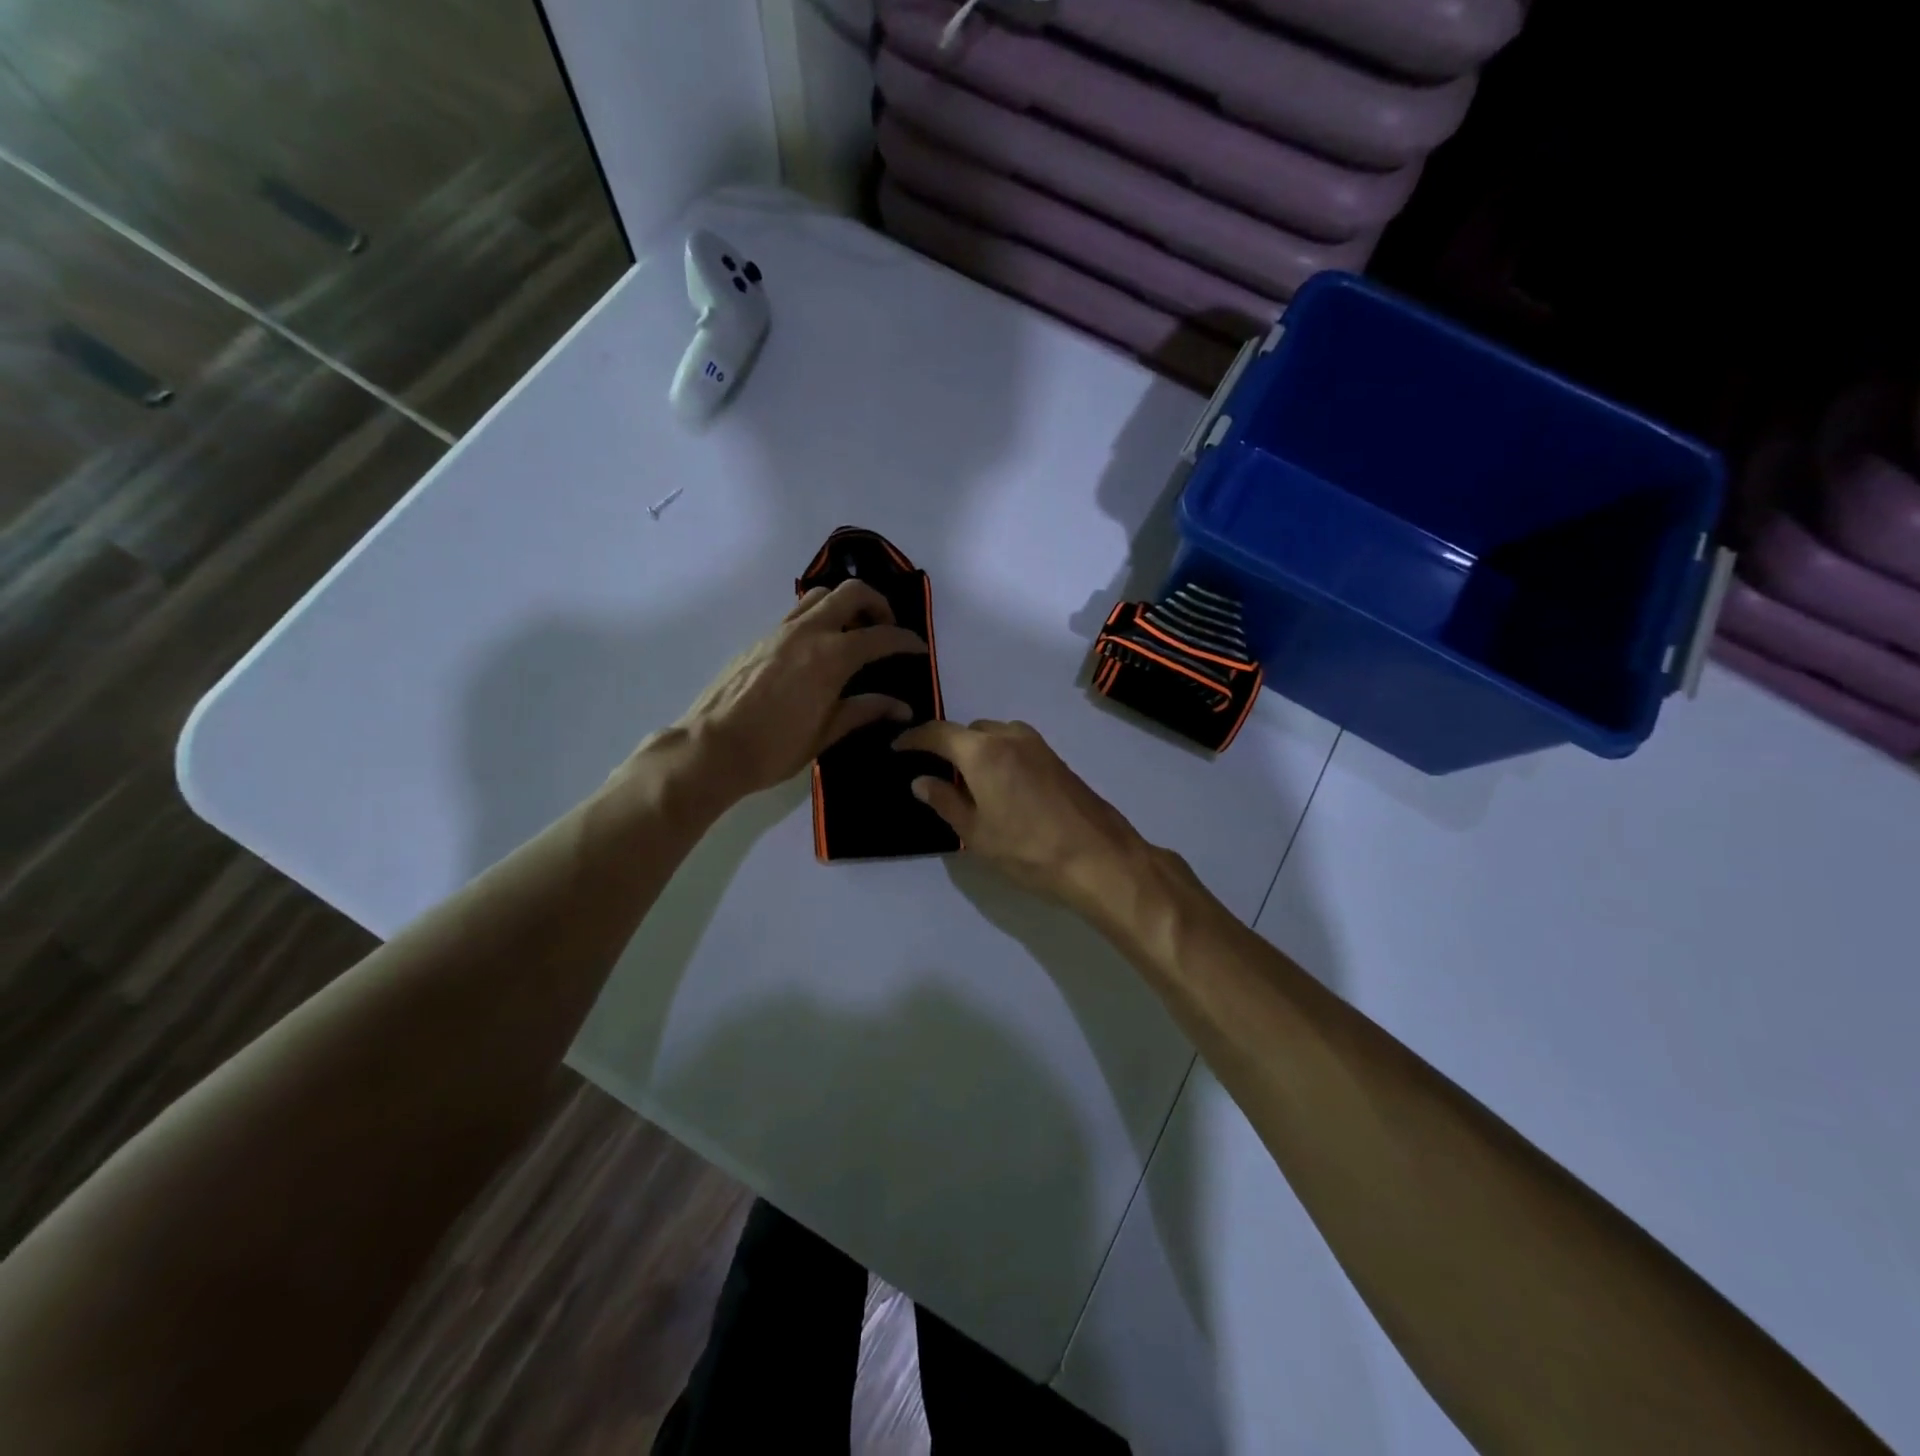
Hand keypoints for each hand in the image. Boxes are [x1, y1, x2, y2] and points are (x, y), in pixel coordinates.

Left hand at [676, 581, 927, 797]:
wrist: (711, 748)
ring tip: (852, 631)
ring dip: (844, 603)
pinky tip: (818, 648)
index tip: (918, 648)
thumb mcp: (826, 734)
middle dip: (877, 603)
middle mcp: (807, 632)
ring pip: (819, 594)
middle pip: (851, 592)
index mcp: (830, 657)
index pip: (880, 636)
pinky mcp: (760, 638)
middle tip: (886, 628)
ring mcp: (779, 631)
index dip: (905, 640)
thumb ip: (865, 711)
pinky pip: (797, 612)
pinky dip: (818, 617)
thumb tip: (901, 707)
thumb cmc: (774, 748)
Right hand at [892, 719, 1149, 915]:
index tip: (896, 748)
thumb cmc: (1028, 850)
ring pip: (995, 736)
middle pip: (969, 731)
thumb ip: (946, 801)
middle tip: (934, 774)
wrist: (1099, 858)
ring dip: (976, 750)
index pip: (938, 733)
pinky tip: (999, 787)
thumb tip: (922, 781)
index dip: (913, 739)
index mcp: (983, 751)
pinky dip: (999, 756)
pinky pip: (1016, 746)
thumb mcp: (976, 833)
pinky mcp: (1057, 759)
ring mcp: (1038, 745)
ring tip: (967, 783)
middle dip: (948, 746)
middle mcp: (1010, 736)